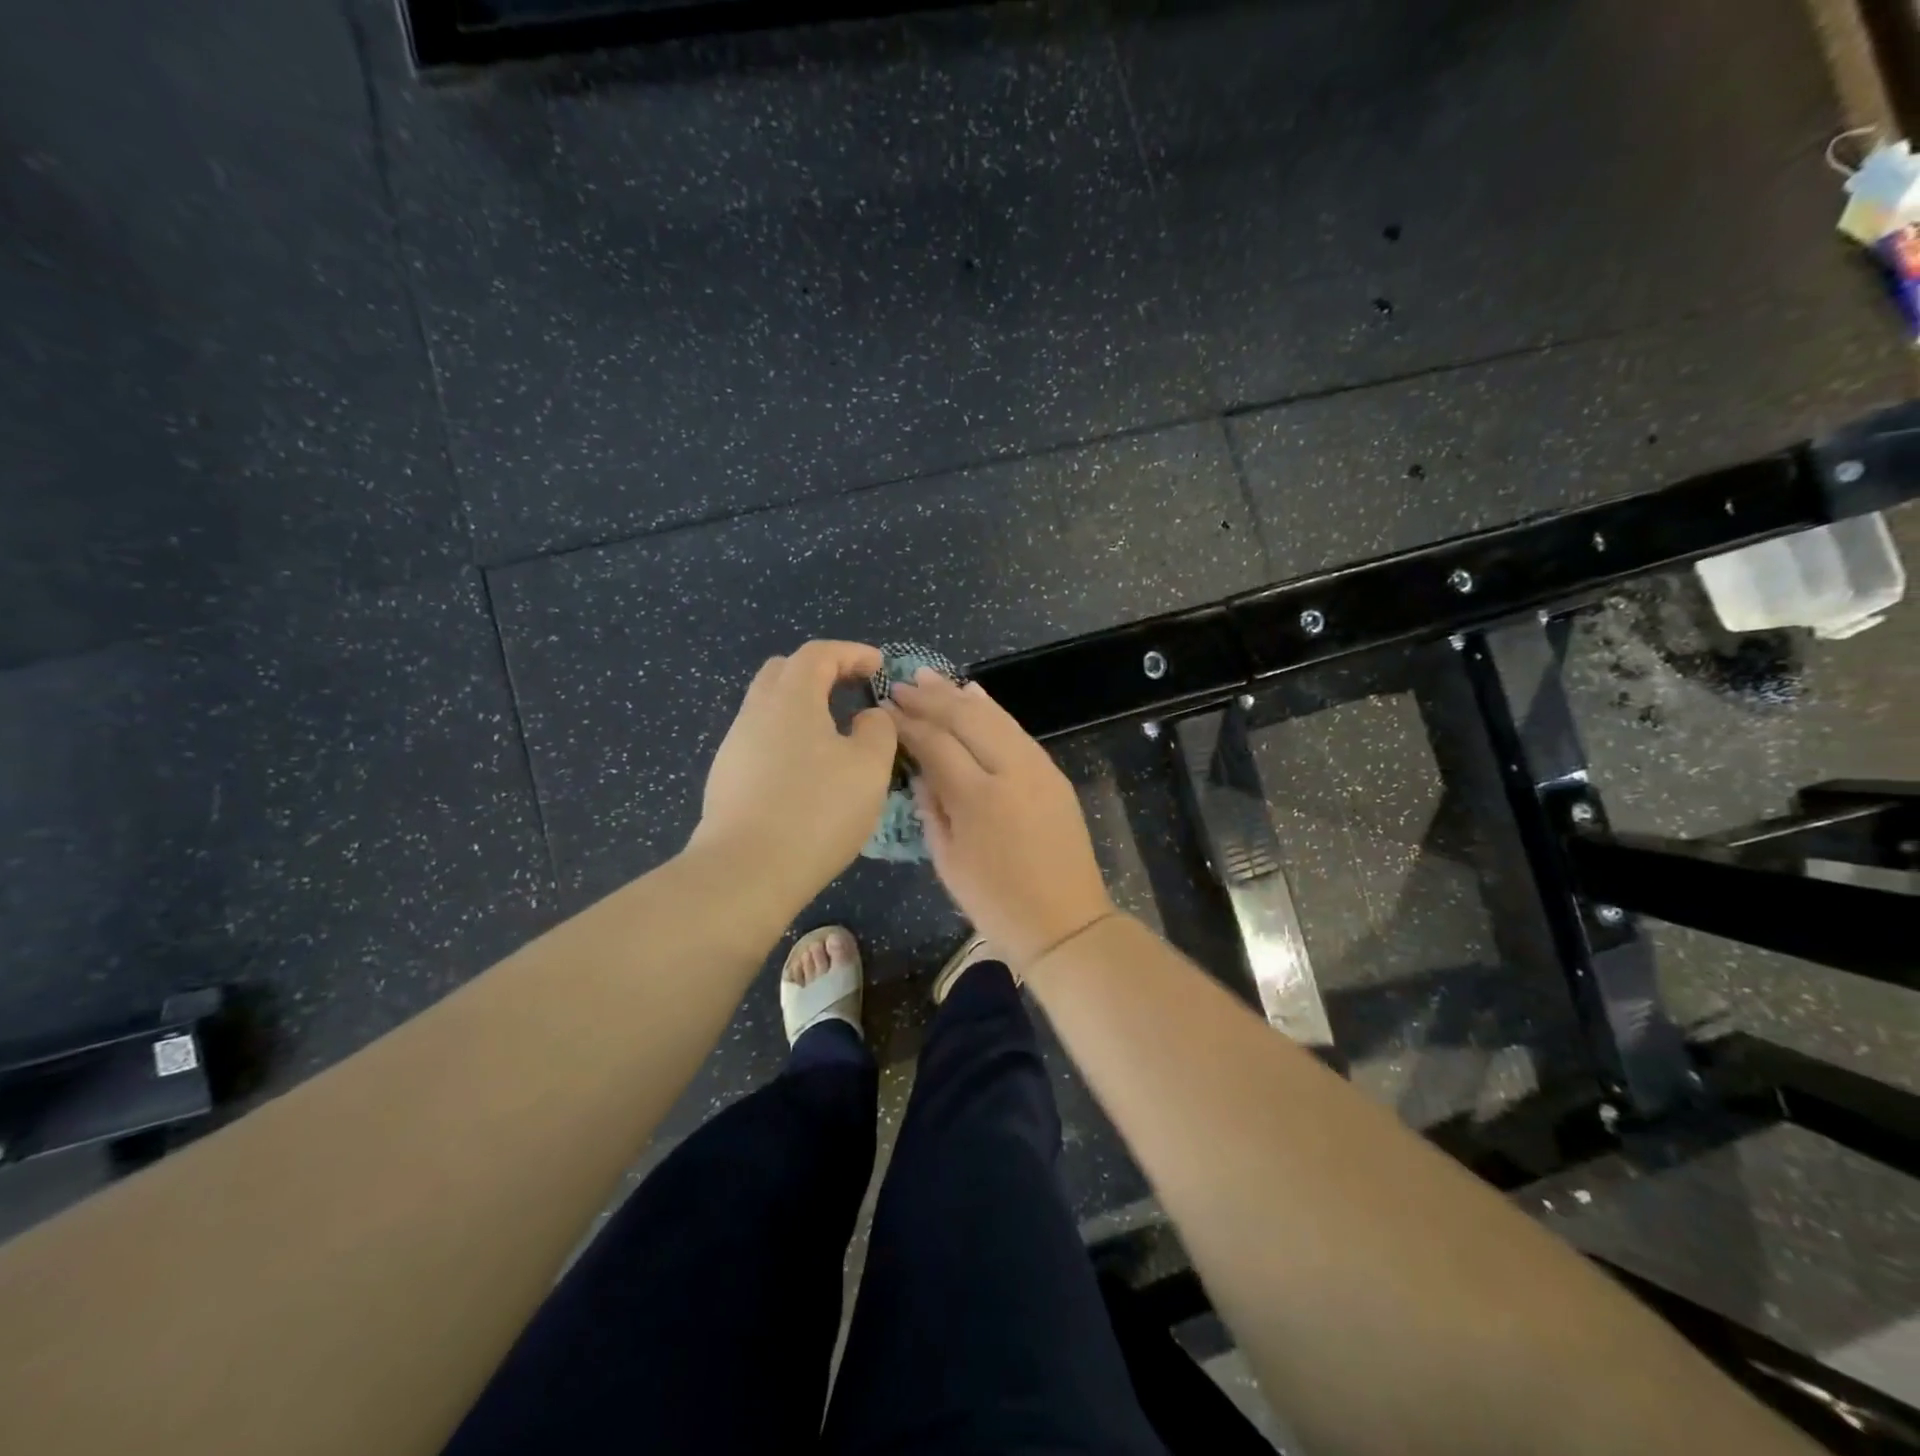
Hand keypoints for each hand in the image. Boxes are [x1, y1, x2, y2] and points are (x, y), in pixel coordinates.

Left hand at [688, 641, 898, 906]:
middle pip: (784, 672)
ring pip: (769, 708)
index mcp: (791, 699)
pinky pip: (761, 741)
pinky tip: (807, 773)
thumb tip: (868, 717)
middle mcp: (755, 712)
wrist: (746, 872)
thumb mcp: (869, 767)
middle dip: (821, 672)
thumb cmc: (816, 811)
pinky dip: (789, 739)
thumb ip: (878, 730)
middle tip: (852, 690)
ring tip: (835, 734)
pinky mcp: (726, 779)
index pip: (819, 654)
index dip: (852, 652)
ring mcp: (734, 746)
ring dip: (803, 708)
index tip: (879, 666)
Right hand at [888, 671, 1115, 967]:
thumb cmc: (997, 904)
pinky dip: (992, 709)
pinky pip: (1017, 730)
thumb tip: (920, 771)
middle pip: (965, 719)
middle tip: (900, 684)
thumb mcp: (948, 863)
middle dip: (930, 699)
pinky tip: (974, 695)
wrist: (1066, 923)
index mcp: (978, 799)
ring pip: (994, 717)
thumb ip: (931, 809)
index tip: (884, 709)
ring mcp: (1038, 768)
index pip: (935, 744)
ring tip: (929, 678)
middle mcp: (1010, 772)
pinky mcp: (1053, 773)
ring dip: (958, 695)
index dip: (907, 724)